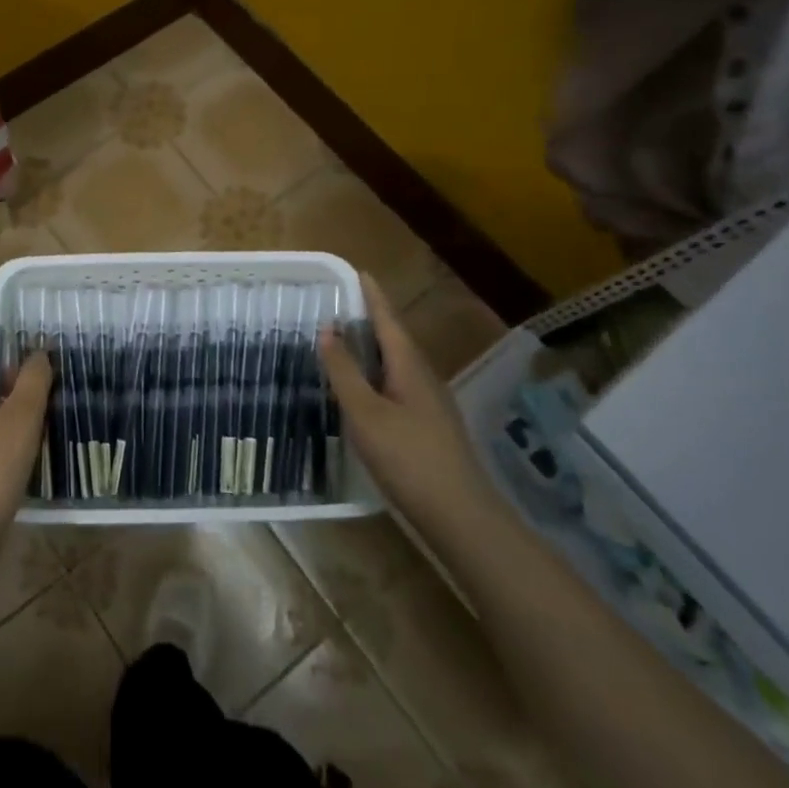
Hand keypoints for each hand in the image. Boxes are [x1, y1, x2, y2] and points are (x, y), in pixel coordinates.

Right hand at [318, 275, 498, 532]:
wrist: (460, 515)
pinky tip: (364, 391)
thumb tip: (328, 328)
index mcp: (410, 367)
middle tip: (341, 305)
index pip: (388, 320)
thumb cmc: (408, 458)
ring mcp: (430, 404)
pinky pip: (398, 386)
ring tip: (346, 343)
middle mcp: (424, 378)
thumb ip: (345, 371)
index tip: (360, 272)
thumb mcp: (365, 413)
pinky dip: (377, 376)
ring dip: (373, 350)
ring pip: (397, 365)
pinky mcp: (429, 428)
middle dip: (371, 320)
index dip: (373, 297)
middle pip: (395, 340)